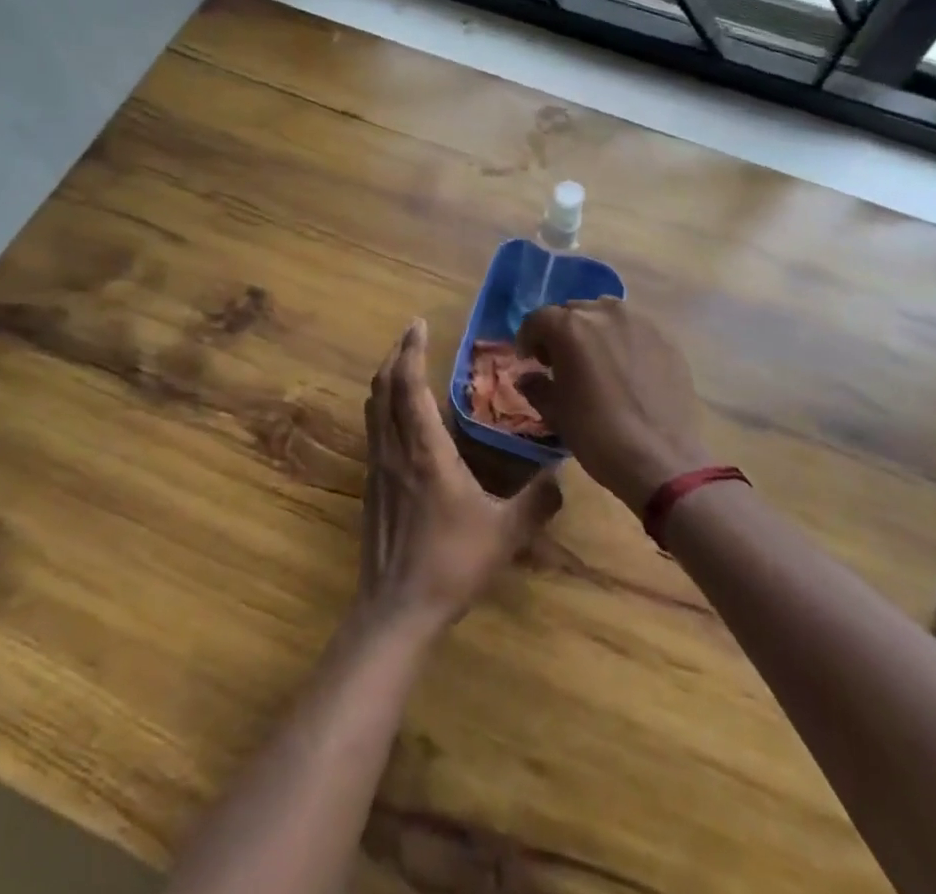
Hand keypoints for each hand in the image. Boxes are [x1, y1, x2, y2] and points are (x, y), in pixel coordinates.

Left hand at [357, 320, 562, 632]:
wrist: (396, 610)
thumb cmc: (451, 564)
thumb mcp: (505, 533)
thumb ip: (538, 501)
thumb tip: (563, 474)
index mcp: (425, 450)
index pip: (409, 385)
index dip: (411, 350)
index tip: (418, 324)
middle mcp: (395, 449)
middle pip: (382, 388)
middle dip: (395, 356)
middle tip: (411, 336)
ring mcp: (378, 468)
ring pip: (373, 408)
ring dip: (385, 380)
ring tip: (404, 366)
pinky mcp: (372, 487)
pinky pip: (373, 431)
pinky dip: (383, 407)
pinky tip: (400, 418)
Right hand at [516, 298, 710, 512]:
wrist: (661, 460)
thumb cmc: (597, 435)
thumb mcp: (555, 412)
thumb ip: (536, 386)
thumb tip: (528, 376)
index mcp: (570, 327)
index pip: (538, 319)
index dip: (529, 338)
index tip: (530, 361)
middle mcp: (604, 312)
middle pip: (572, 312)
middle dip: (561, 333)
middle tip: (561, 362)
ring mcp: (639, 322)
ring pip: (605, 315)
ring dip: (593, 331)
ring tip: (596, 361)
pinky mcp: (666, 338)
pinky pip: (634, 330)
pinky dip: (622, 341)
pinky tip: (626, 369)